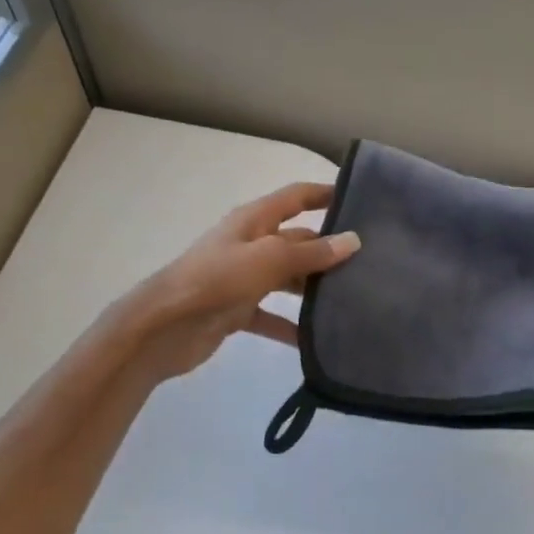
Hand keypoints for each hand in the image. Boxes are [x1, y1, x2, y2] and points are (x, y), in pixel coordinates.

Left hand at [123, 182, 359, 384]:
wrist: (162, 327)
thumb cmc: (216, 280)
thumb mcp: (268, 260)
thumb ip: (311, 253)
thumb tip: (353, 241)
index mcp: (254, 221)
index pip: (295, 197)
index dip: (324, 194)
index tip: (359, 199)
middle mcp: (251, 244)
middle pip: (297, 241)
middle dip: (328, 249)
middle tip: (371, 262)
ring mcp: (243, 278)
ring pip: (288, 278)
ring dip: (314, 288)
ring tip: (353, 299)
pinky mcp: (237, 310)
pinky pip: (273, 316)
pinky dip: (292, 326)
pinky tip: (317, 339)